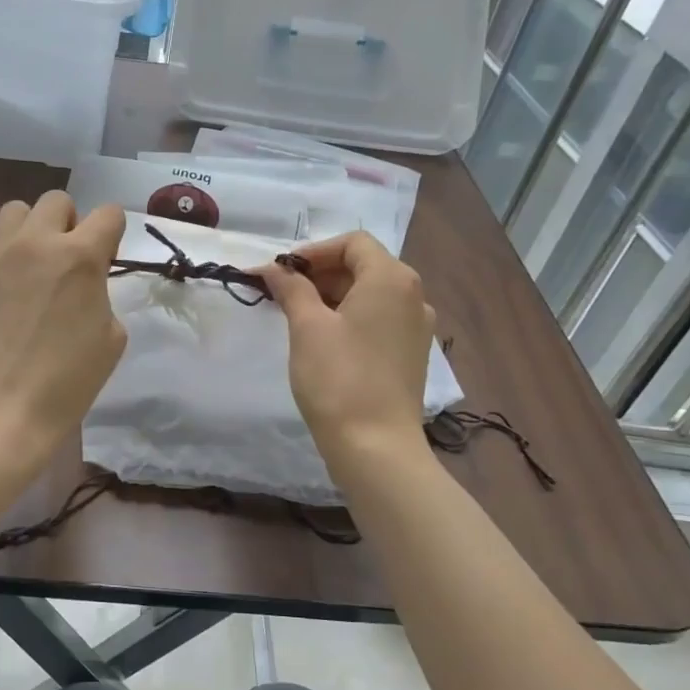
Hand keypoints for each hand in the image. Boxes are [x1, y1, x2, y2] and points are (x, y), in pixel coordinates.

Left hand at [0, 191, 126, 468]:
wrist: (0, 408)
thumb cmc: (66, 382)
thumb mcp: (111, 338)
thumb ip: (101, 294)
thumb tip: (85, 285)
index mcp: (81, 257)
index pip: (108, 213)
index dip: (113, 234)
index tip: (107, 259)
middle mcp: (38, 242)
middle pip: (58, 201)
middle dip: (70, 224)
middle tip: (69, 261)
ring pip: (18, 210)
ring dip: (33, 229)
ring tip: (35, 265)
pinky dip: (7, 254)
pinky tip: (10, 290)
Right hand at [260, 231, 435, 461]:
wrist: (376, 446)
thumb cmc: (338, 378)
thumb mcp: (307, 327)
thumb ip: (291, 288)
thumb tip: (273, 268)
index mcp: (391, 279)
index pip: (353, 243)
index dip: (313, 252)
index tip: (281, 273)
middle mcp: (413, 295)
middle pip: (363, 266)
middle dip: (320, 274)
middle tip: (281, 294)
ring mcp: (416, 327)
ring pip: (370, 294)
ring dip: (332, 295)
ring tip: (296, 316)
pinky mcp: (412, 354)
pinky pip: (379, 319)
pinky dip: (350, 317)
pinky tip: (324, 339)